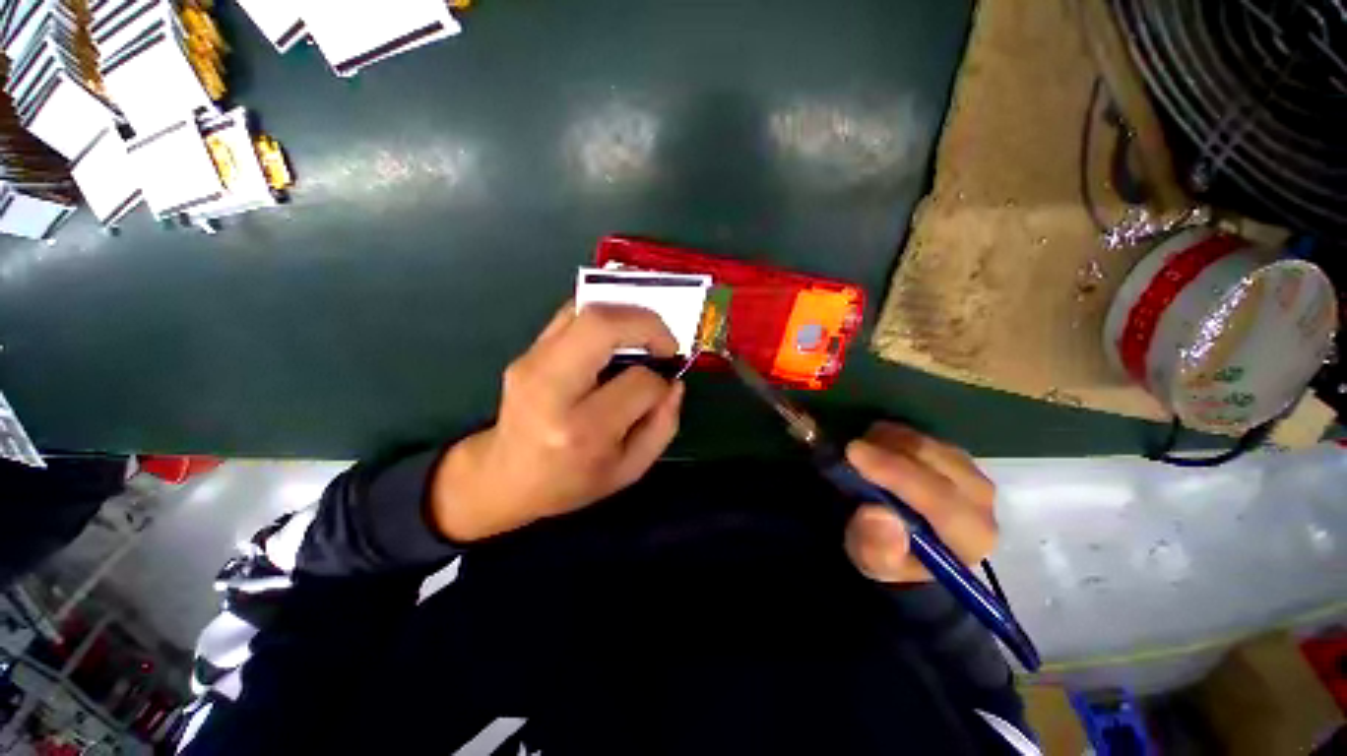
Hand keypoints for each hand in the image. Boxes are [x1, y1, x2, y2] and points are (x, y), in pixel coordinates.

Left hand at [431, 302, 683, 541]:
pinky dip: (605, 316)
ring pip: (586, 311)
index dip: (660, 382)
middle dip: (647, 324)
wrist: (505, 477)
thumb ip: (663, 426)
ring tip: (646, 336)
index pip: (638, 382)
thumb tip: (674, 383)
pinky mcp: (527, 352)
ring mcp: (532, 364)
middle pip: (602, 325)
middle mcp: (552, 389)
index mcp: (582, 430)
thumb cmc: (570, 481)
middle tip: (666, 343)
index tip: (663, 389)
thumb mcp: (629, 470)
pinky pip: (572, 315)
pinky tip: (618, 336)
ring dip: (627, 314)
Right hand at [842, 422, 996, 583]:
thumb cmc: (889, 554)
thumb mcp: (872, 561)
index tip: (854, 453)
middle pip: (938, 462)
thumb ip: (875, 547)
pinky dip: (897, 434)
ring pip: (931, 443)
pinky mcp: (959, 457)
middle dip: (889, 449)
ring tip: (861, 448)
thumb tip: (880, 514)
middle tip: (850, 446)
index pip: (940, 500)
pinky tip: (876, 443)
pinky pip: (927, 434)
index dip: (896, 472)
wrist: (905, 544)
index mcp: (970, 538)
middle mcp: (982, 504)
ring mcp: (973, 475)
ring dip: (891, 440)